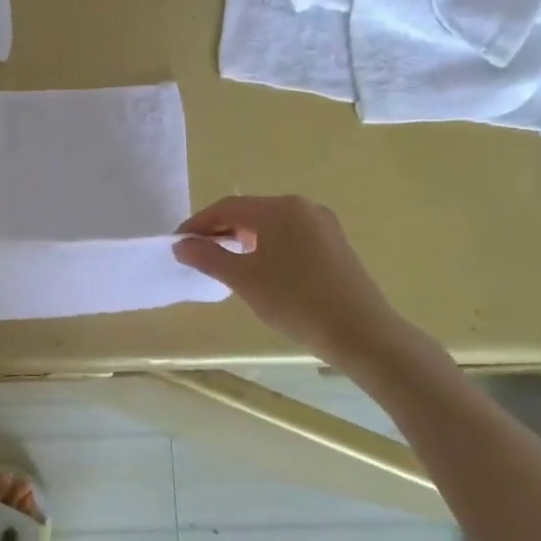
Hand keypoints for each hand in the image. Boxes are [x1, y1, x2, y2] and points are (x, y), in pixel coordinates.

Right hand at [174, 195, 408, 368]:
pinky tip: (258, 267)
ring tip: (223, 261)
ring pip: (270, 223)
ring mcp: (322, 224)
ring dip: (242, 237)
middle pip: (249, 211)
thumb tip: (181, 245)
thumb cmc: (296, 302)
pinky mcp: (334, 243)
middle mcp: (302, 207)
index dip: (198, 224)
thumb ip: (209, 257)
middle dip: (219, 229)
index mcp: (279, 208)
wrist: (361, 333)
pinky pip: (289, 235)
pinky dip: (266, 245)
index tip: (178, 244)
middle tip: (197, 253)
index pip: (227, 207)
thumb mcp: (244, 280)